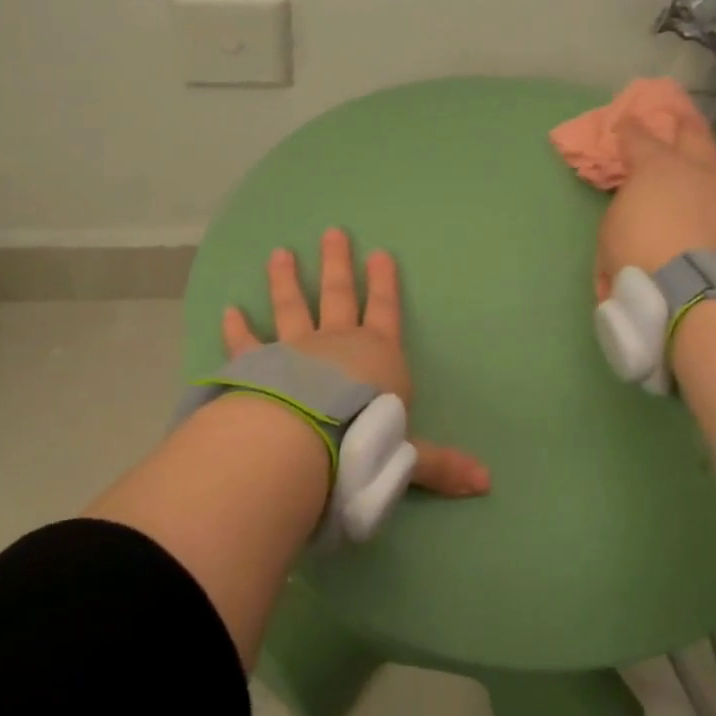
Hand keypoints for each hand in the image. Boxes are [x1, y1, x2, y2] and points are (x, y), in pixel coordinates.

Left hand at [222, 228, 490, 497]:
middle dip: (338, 264)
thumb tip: (487, 482)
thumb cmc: (364, 440)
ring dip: (286, 280)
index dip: (385, 283)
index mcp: (377, 356)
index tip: (381, 253)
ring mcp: (295, 350)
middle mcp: (337, 343)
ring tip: (280, 254)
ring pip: (292, 307)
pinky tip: (228, 310)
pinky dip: (237, 328)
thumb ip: (440, 464)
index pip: (386, 311)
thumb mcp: (409, 455)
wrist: (305, 441)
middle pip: (339, 295)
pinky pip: (247, 343)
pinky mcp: (259, 365)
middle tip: (332, 232)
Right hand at [595, 120, 715, 300]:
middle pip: (696, 134)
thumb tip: (635, 215)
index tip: (625, 122)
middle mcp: (700, 172)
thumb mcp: (610, 236)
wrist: (697, 292)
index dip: (630, 128)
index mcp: (657, 170)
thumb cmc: (639, 259)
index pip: (639, 137)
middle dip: (685, 126)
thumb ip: (625, 215)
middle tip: (681, 122)